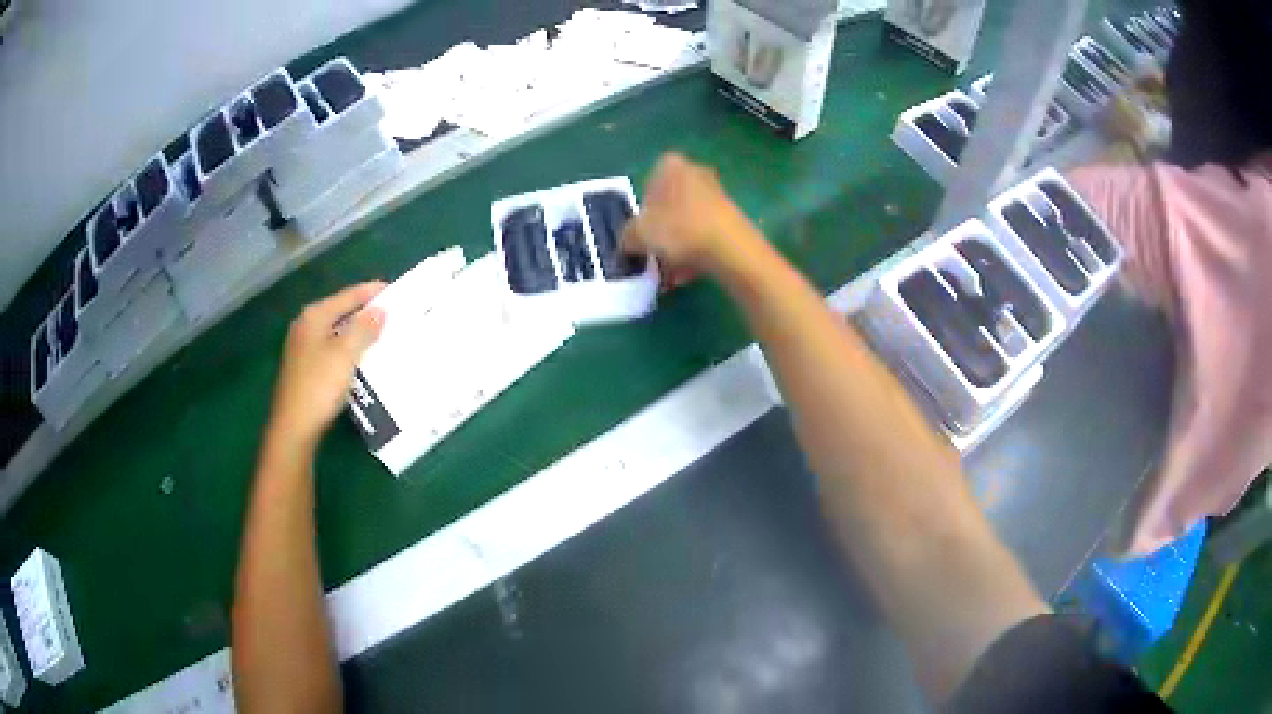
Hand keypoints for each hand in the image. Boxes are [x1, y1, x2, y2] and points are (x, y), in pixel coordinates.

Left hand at [267, 281, 386, 451]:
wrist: (294, 426)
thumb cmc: (319, 385)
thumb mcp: (345, 354)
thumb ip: (363, 328)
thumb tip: (380, 310)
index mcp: (314, 316)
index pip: (348, 295)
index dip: (372, 292)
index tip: (396, 291)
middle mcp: (306, 325)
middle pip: (340, 311)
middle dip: (365, 312)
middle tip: (392, 313)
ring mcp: (303, 347)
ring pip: (336, 330)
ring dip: (357, 331)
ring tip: (382, 334)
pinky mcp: (305, 366)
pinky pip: (332, 348)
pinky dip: (348, 347)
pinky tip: (361, 357)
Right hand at [622, 153, 756, 288]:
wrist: (730, 249)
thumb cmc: (679, 230)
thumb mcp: (637, 235)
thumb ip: (626, 237)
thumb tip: (628, 243)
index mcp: (670, 165)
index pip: (647, 186)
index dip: (641, 213)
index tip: (641, 235)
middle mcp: (695, 172)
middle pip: (668, 206)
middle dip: (661, 233)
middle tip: (654, 257)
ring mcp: (717, 194)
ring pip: (686, 224)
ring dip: (676, 248)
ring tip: (671, 275)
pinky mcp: (732, 217)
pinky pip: (703, 234)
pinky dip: (694, 252)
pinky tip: (688, 275)